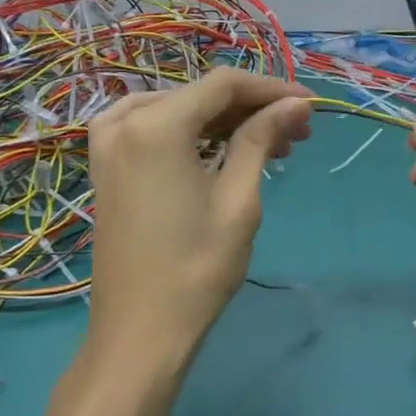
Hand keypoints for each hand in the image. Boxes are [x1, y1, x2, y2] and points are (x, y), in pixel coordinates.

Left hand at [87, 68, 312, 356]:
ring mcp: (108, 143)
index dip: (271, 89)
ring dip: (225, 121)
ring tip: (270, 145)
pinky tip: (223, 150)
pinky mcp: (106, 165)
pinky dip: (193, 133)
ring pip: (179, 109)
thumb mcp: (239, 198)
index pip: (224, 84)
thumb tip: (295, 104)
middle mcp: (125, 122)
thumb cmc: (197, 267)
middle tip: (297, 132)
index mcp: (156, 125)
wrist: (140, 331)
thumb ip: (261, 138)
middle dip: (252, 108)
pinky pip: (155, 129)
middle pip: (200, 95)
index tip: (309, 106)